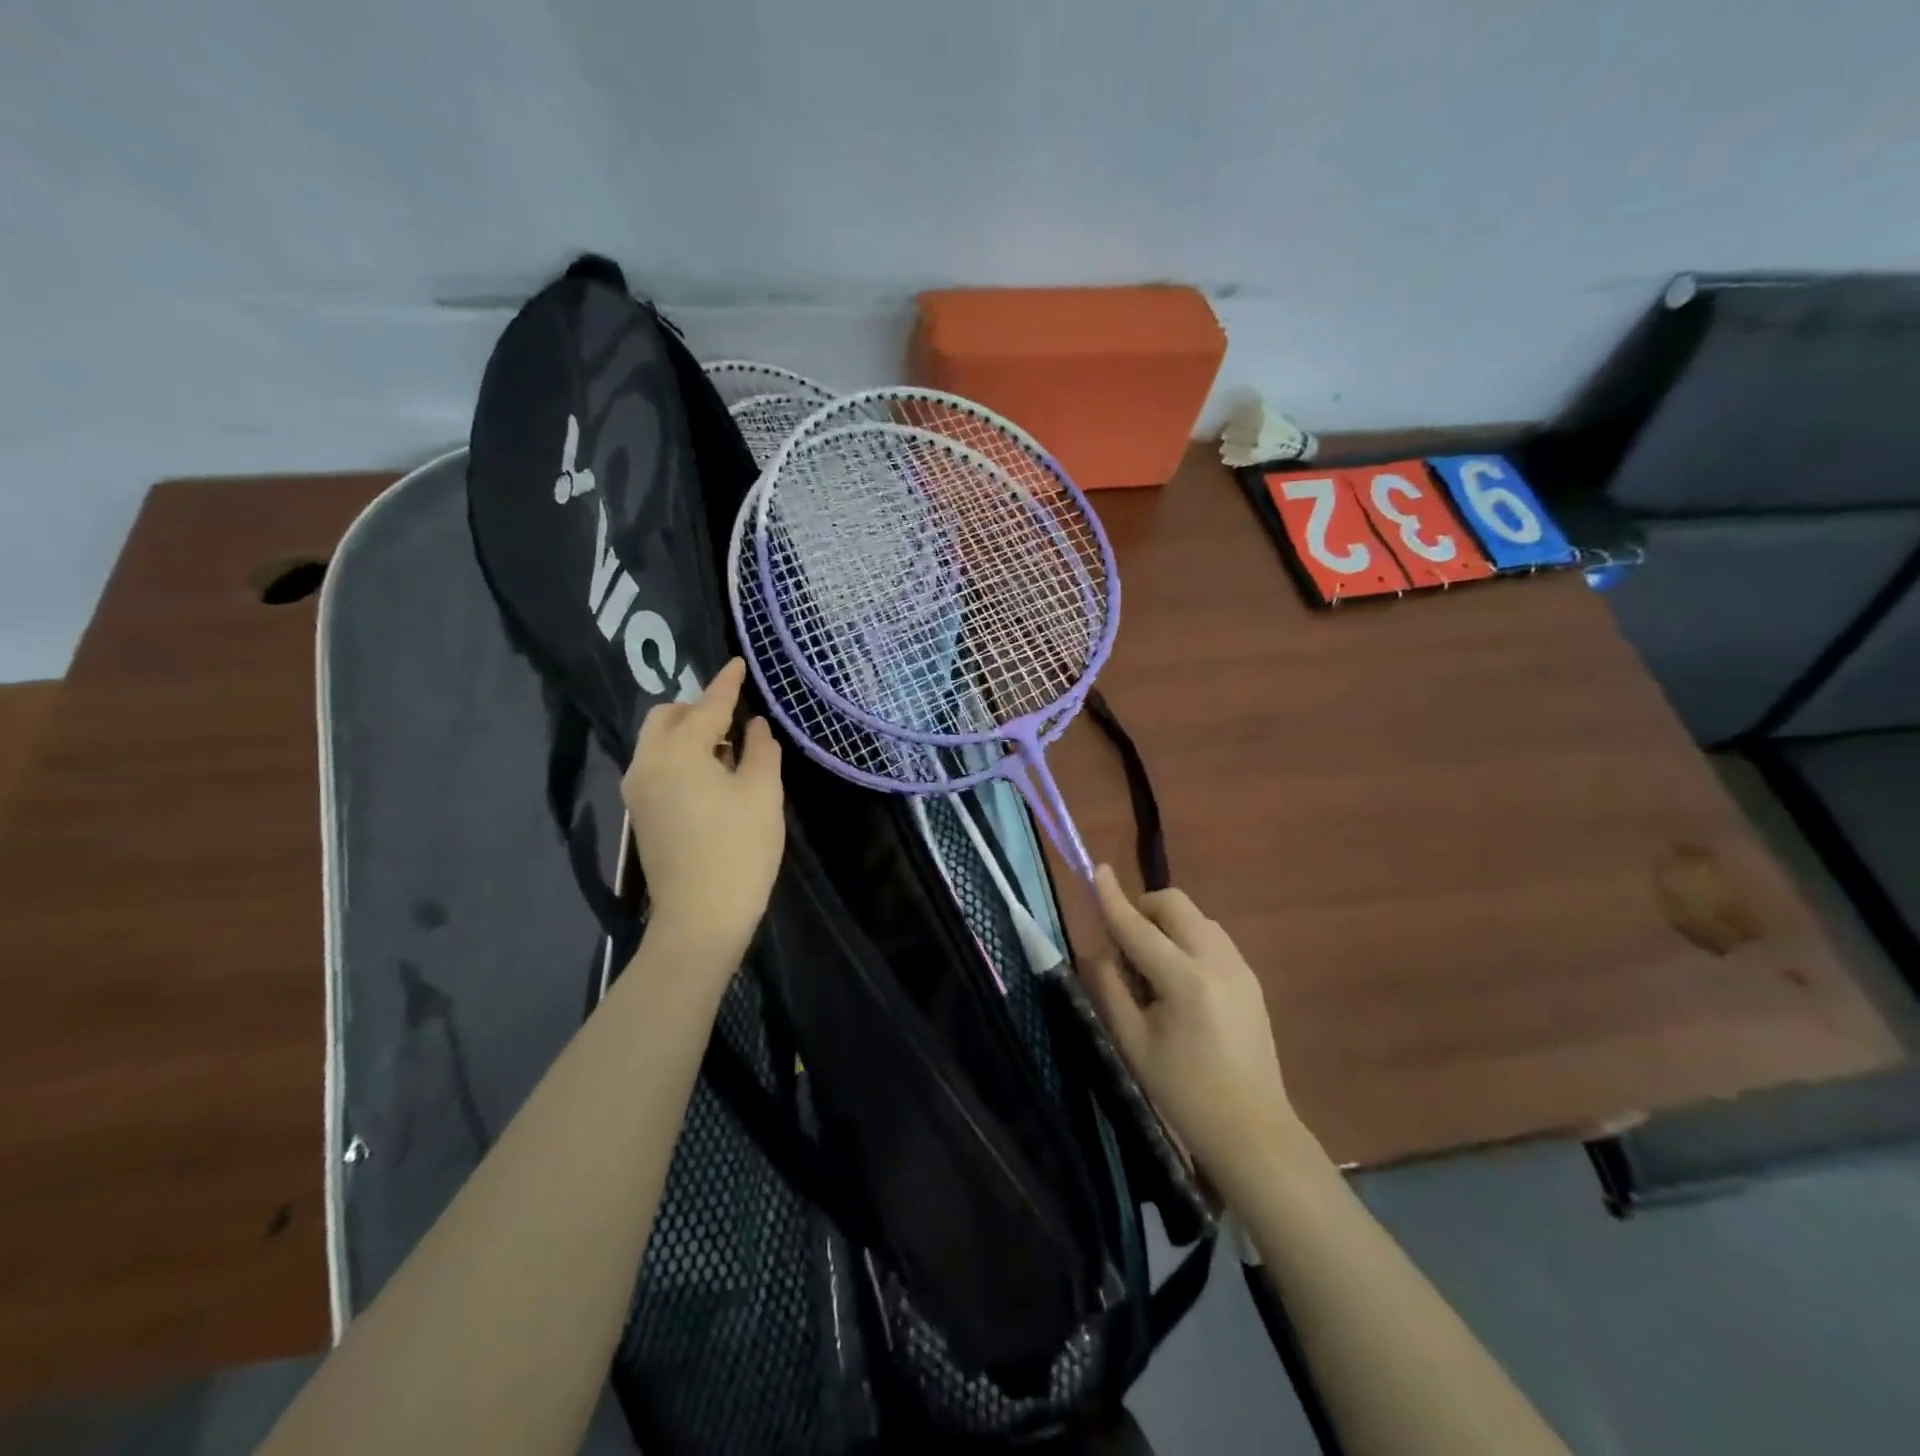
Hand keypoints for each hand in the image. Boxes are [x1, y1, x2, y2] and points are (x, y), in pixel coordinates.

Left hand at [622, 659, 783, 963]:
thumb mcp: (762, 794)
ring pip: (658, 741)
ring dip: (689, 733)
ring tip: (728, 751)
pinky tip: (711, 776)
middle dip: (698, 708)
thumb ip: (760, 750)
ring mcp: (637, 789)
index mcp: (679, 751)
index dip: (727, 683)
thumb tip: (755, 726)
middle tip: (735, 719)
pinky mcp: (639, 812)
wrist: (700, 918)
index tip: (739, 662)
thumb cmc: (739, 851)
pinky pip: (657, 765)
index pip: (707, 705)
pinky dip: (680, 757)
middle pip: (667, 717)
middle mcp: (647, 763)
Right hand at [1081, 867, 1303, 1199]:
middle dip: (1144, 908)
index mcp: (1185, 979)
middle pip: (1175, 905)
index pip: (1138, 927)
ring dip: (1167, 924)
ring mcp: (1240, 967)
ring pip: (1196, 918)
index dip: (1113, 898)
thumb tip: (1099, 952)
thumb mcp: (1133, 1044)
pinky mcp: (1251, 979)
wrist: (1253, 1131)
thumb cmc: (1184, 1093)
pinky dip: (1187, 939)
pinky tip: (1180, 979)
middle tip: (1125, 944)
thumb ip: (1110, 989)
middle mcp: (1217, 961)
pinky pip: (1212, 938)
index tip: (1098, 869)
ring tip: (1152, 966)